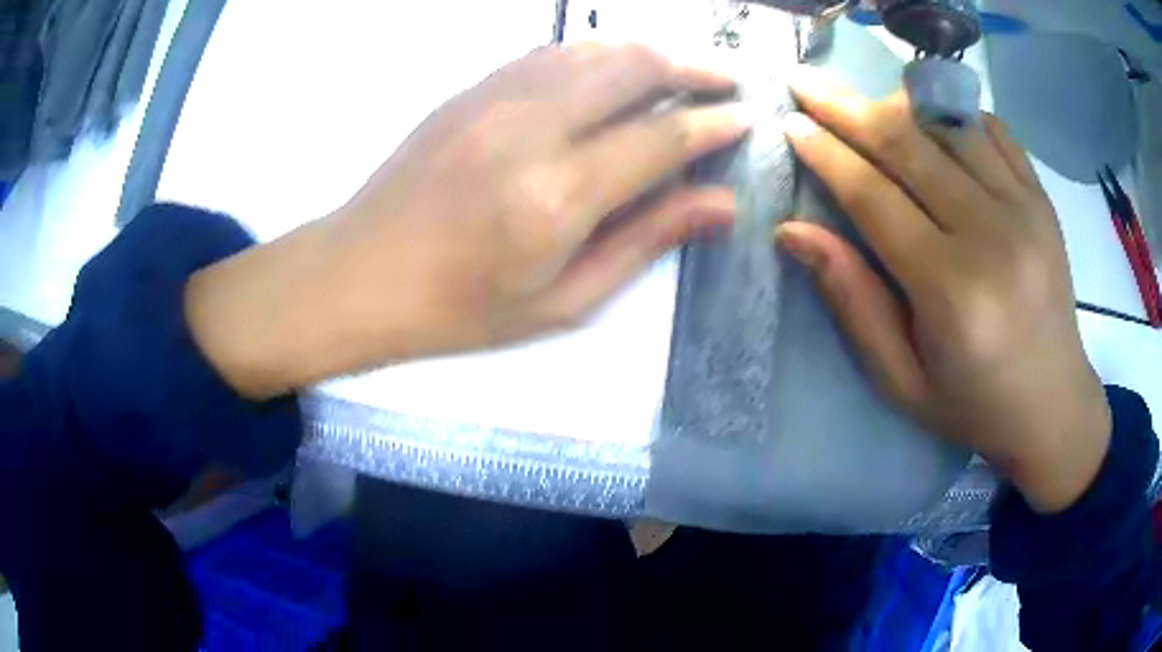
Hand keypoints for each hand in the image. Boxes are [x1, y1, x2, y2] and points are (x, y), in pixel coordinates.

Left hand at [185, 44, 748, 398]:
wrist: (361, 273)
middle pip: (635, 66)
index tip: (748, 119)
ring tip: (684, 72)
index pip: (662, 136)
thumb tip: (722, 203)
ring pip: (595, 48)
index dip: (715, 123)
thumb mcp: (563, 299)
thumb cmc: (461, 309)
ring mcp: (496, 97)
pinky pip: (552, 53)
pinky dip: (598, 54)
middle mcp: (532, 127)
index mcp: (558, 194)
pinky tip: (615, 72)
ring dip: (650, 53)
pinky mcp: (472, 88)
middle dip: (696, 66)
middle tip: (729, 81)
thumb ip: (646, 240)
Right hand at [776, 69, 1109, 512]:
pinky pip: (992, 129)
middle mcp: (990, 233)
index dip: (826, 153)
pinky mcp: (1041, 198)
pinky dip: (953, 112)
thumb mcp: (901, 379)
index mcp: (950, 289)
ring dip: (897, 102)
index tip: (791, 123)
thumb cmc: (972, 404)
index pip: (873, 195)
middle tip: (806, 84)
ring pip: (948, 123)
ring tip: (864, 102)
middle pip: (907, 143)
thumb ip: (853, 302)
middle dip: (848, 107)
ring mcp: (1023, 208)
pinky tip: (930, 117)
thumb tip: (794, 232)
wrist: (1053, 405)